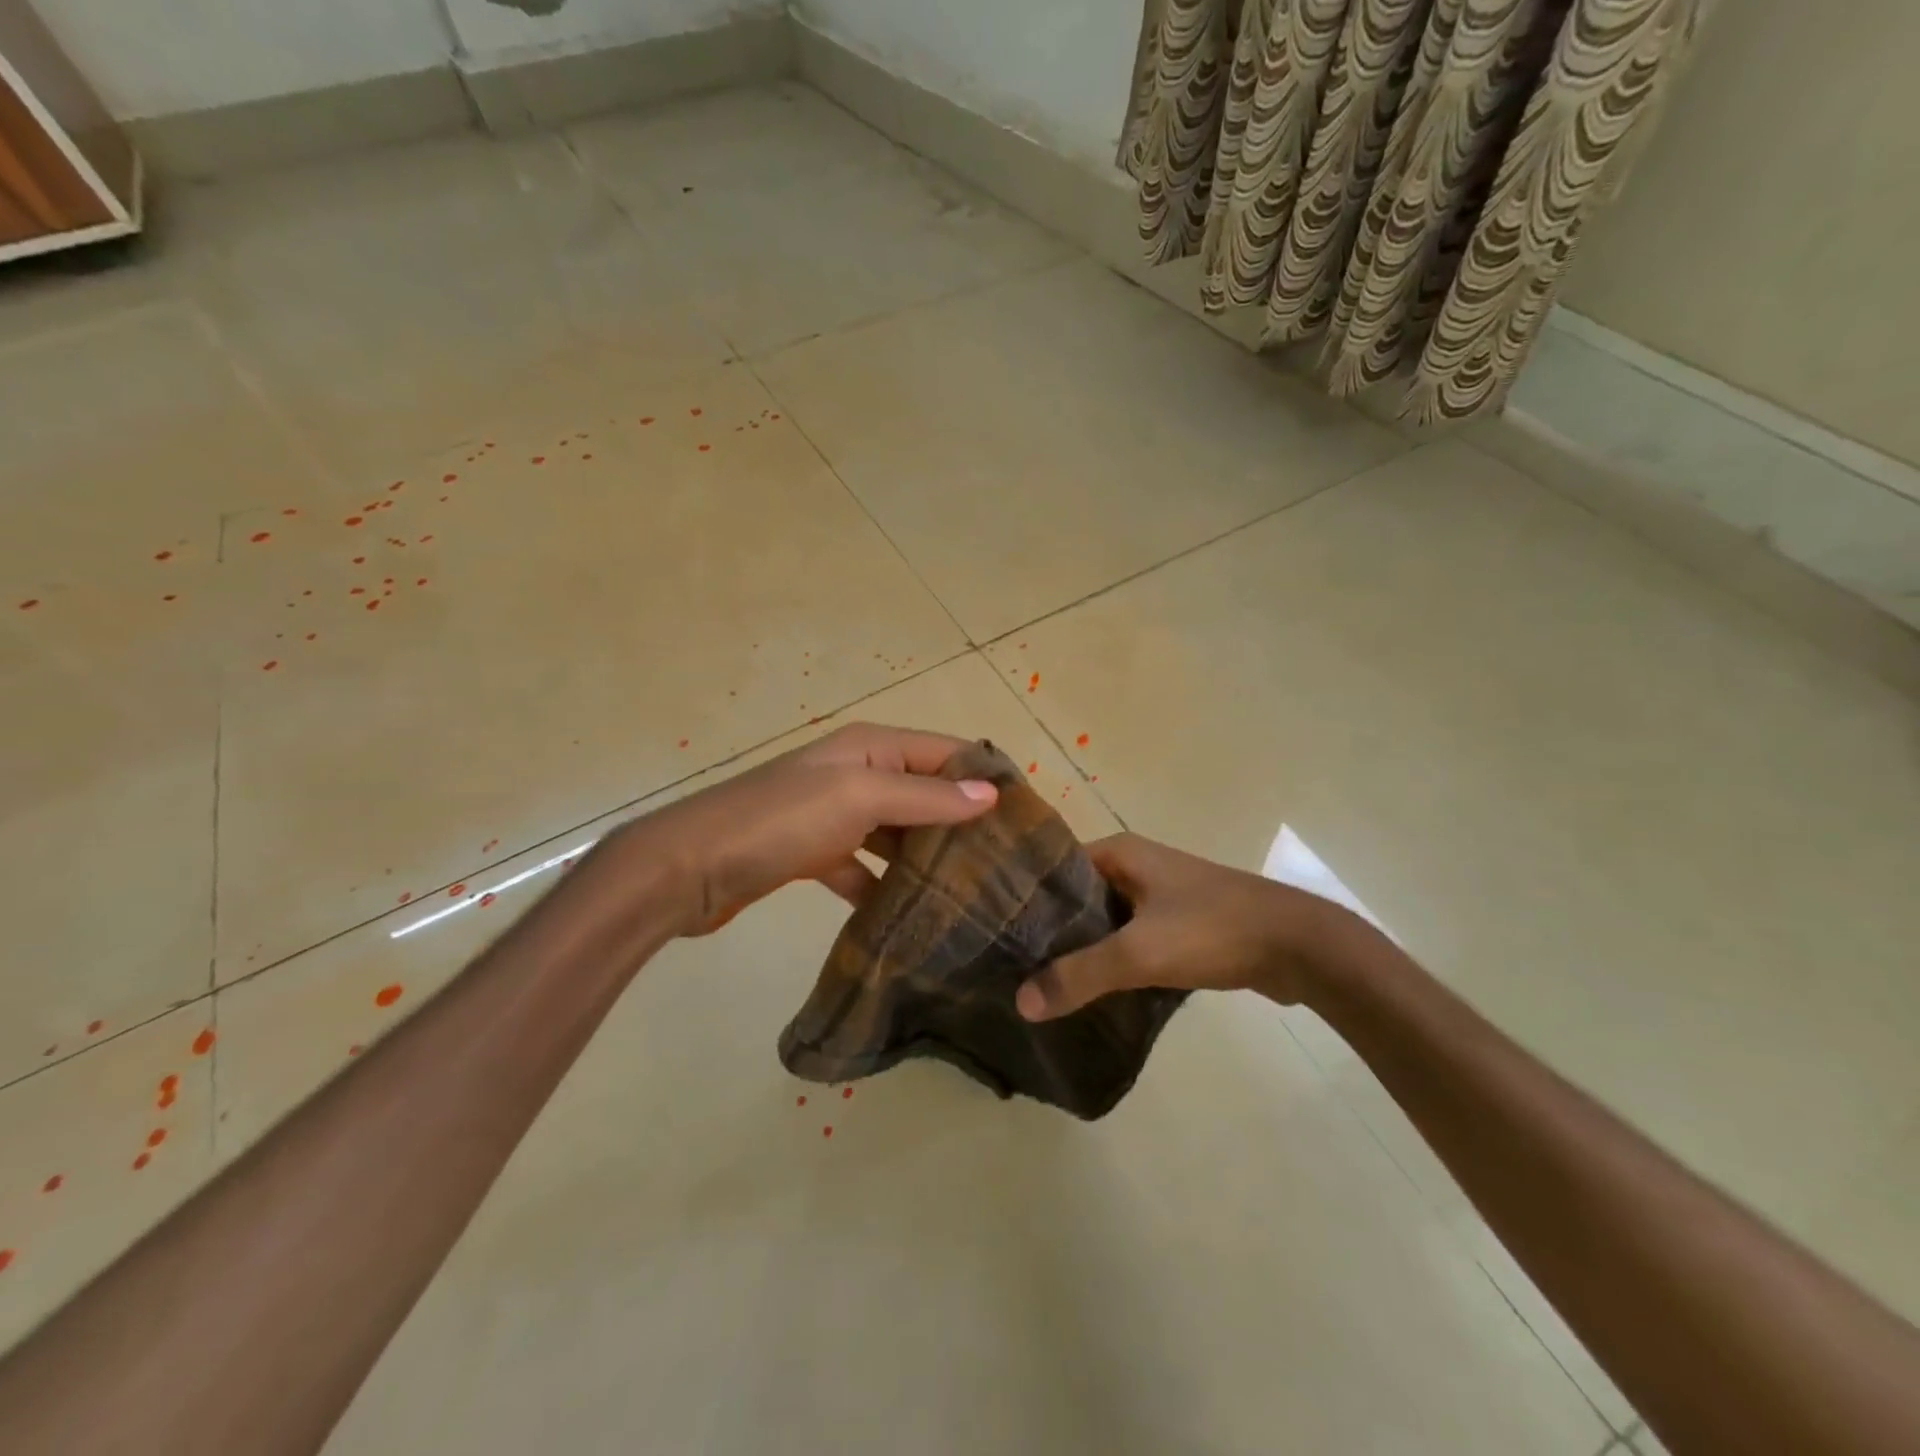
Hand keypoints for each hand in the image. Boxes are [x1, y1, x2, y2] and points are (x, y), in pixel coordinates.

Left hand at [615, 722, 997, 935]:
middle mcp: (855, 772)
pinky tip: (905, 915)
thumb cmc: (780, 821)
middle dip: (961, 821)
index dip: (985, 776)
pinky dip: (882, 886)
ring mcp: (833, 813)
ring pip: (896, 831)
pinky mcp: (813, 853)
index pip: (945, 752)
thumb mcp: (859, 798)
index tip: (1027, 817)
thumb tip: (991, 794)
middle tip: (1005, 864)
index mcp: (870, 747)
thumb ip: (924, 797)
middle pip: (923, 792)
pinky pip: (862, 866)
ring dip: (925, 856)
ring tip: (969, 892)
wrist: (689, 867)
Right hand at [1015, 833, 1331, 1019]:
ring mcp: (1158, 894)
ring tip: (1039, 983)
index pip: (1052, 869)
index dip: (1023, 899)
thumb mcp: (1139, 952)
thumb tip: (1021, 1002)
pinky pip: (1130, 939)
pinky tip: (1091, 992)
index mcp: (1118, 852)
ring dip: (1080, 949)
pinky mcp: (1178, 924)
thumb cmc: (1212, 930)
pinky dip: (1111, 961)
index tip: (992, 932)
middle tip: (1008, 966)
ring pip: (1103, 921)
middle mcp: (1134, 866)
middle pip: (1075, 898)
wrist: (1299, 946)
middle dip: (1048, 931)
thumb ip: (1078, 976)